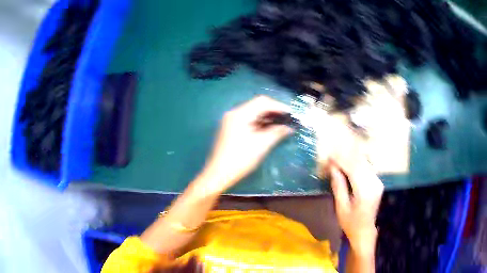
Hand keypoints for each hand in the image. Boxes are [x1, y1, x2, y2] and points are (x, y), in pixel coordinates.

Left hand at [200, 96, 293, 192]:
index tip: (292, 114)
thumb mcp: (261, 145)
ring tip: (282, 123)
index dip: (279, 106)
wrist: (218, 174)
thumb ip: (277, 132)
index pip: (262, 102)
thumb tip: (290, 128)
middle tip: (288, 119)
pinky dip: (260, 122)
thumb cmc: (240, 159)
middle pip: (257, 105)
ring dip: (267, 117)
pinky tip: (269, 128)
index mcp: (240, 114)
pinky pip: (248, 120)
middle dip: (274, 111)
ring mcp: (231, 120)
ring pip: (253, 112)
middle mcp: (234, 113)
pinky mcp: (231, 128)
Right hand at [327, 157, 383, 255]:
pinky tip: (349, 163)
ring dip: (351, 159)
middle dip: (345, 158)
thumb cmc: (350, 223)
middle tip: (332, 156)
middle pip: (360, 164)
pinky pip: (367, 168)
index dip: (341, 161)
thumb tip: (333, 168)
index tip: (330, 157)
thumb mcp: (341, 207)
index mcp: (365, 192)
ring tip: (338, 158)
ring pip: (365, 164)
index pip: (353, 170)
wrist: (364, 231)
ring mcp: (378, 183)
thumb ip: (338, 186)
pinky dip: (357, 164)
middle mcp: (374, 184)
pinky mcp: (378, 183)